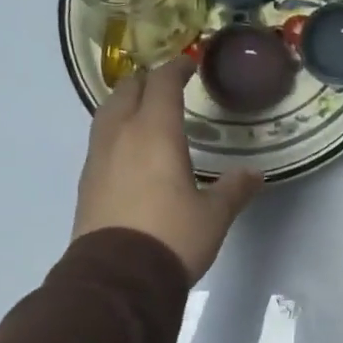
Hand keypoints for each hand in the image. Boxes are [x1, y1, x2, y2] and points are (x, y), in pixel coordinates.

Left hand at [73, 58, 261, 281]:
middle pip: (127, 90)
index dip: (176, 69)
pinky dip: (115, 130)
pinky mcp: (87, 181)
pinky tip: (128, 148)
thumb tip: (255, 174)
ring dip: (125, 102)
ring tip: (143, 110)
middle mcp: (121, 136)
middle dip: (146, 81)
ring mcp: (98, 158)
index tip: (188, 64)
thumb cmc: (172, 237)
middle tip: (166, 84)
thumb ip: (235, 189)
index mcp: (155, 133)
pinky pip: (100, 139)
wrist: (118, 278)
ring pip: (107, 113)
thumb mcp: (214, 215)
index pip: (162, 85)